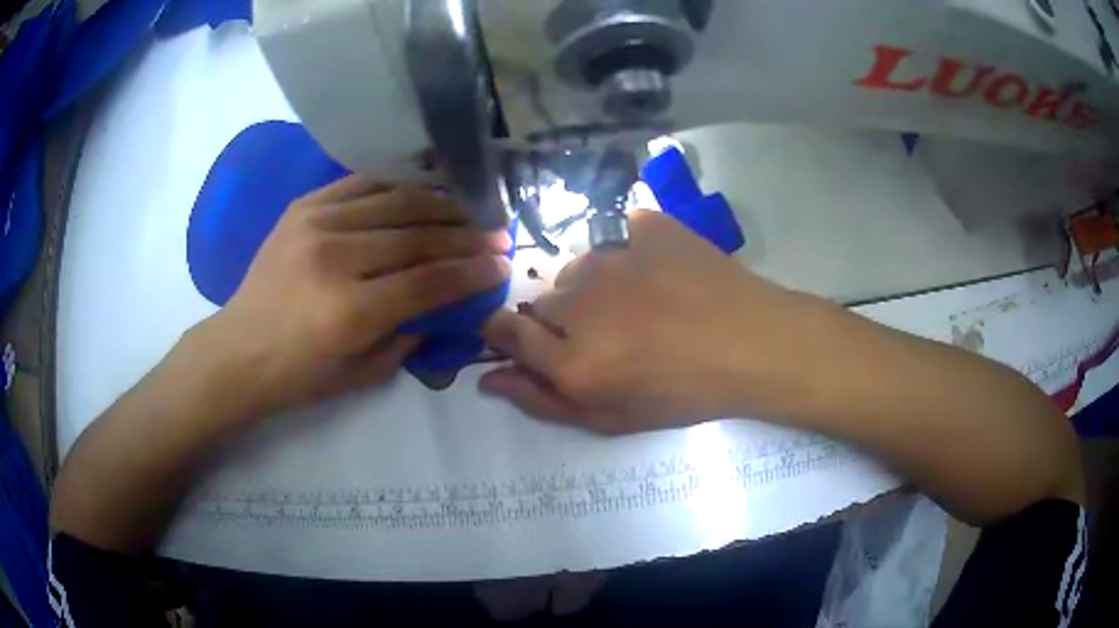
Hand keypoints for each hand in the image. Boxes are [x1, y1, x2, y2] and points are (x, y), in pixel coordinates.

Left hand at [197, 177, 510, 415]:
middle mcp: (335, 259)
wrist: (238, 349)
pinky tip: (424, 189)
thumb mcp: (361, 375)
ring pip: (396, 203)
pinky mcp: (303, 207)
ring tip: (471, 209)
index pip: (428, 282)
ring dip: (441, 205)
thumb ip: (409, 336)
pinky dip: (399, 184)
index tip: (503, 265)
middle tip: (498, 234)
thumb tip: (447, 304)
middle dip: (467, 236)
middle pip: (417, 237)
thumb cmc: (298, 374)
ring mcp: (316, 224)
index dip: (472, 272)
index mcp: (350, 311)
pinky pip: (362, 183)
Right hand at [480, 210, 823, 433]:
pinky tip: (661, 271)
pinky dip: (634, 251)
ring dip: (595, 285)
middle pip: (543, 300)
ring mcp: (615, 256)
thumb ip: (542, 400)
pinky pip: (621, 234)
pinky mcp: (648, 226)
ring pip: (579, 267)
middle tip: (608, 334)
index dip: (505, 332)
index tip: (522, 336)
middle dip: (561, 318)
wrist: (754, 344)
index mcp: (570, 358)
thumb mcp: (611, 418)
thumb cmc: (684, 393)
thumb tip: (488, 378)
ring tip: (640, 303)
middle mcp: (580, 301)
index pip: (505, 330)